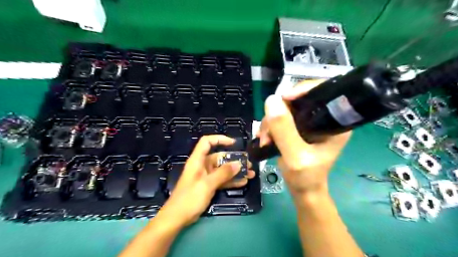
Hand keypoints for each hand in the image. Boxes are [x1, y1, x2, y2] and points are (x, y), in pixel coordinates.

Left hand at [158, 135, 255, 226]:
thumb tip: (239, 164)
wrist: (177, 218)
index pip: (207, 142)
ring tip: (250, 173)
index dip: (219, 139)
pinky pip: (222, 180)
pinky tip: (243, 182)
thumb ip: (223, 173)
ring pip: (223, 170)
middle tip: (248, 164)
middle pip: (219, 157)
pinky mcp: (209, 186)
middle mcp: (202, 166)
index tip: (233, 143)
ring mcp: (206, 176)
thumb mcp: (207, 184)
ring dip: (236, 171)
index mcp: (198, 160)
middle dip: (234, 159)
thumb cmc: (189, 198)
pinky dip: (231, 181)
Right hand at [257, 80, 351, 196]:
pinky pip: (279, 117)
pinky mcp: (297, 127)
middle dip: (278, 113)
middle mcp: (323, 117)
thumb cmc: (306, 177)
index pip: (321, 92)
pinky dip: (269, 126)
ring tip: (265, 140)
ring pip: (284, 108)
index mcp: (334, 122)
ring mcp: (308, 122)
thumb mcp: (295, 156)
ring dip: (270, 123)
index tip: (282, 99)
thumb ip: (284, 131)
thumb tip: (271, 100)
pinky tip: (265, 139)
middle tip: (267, 132)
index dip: (302, 90)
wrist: (302, 189)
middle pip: (297, 99)